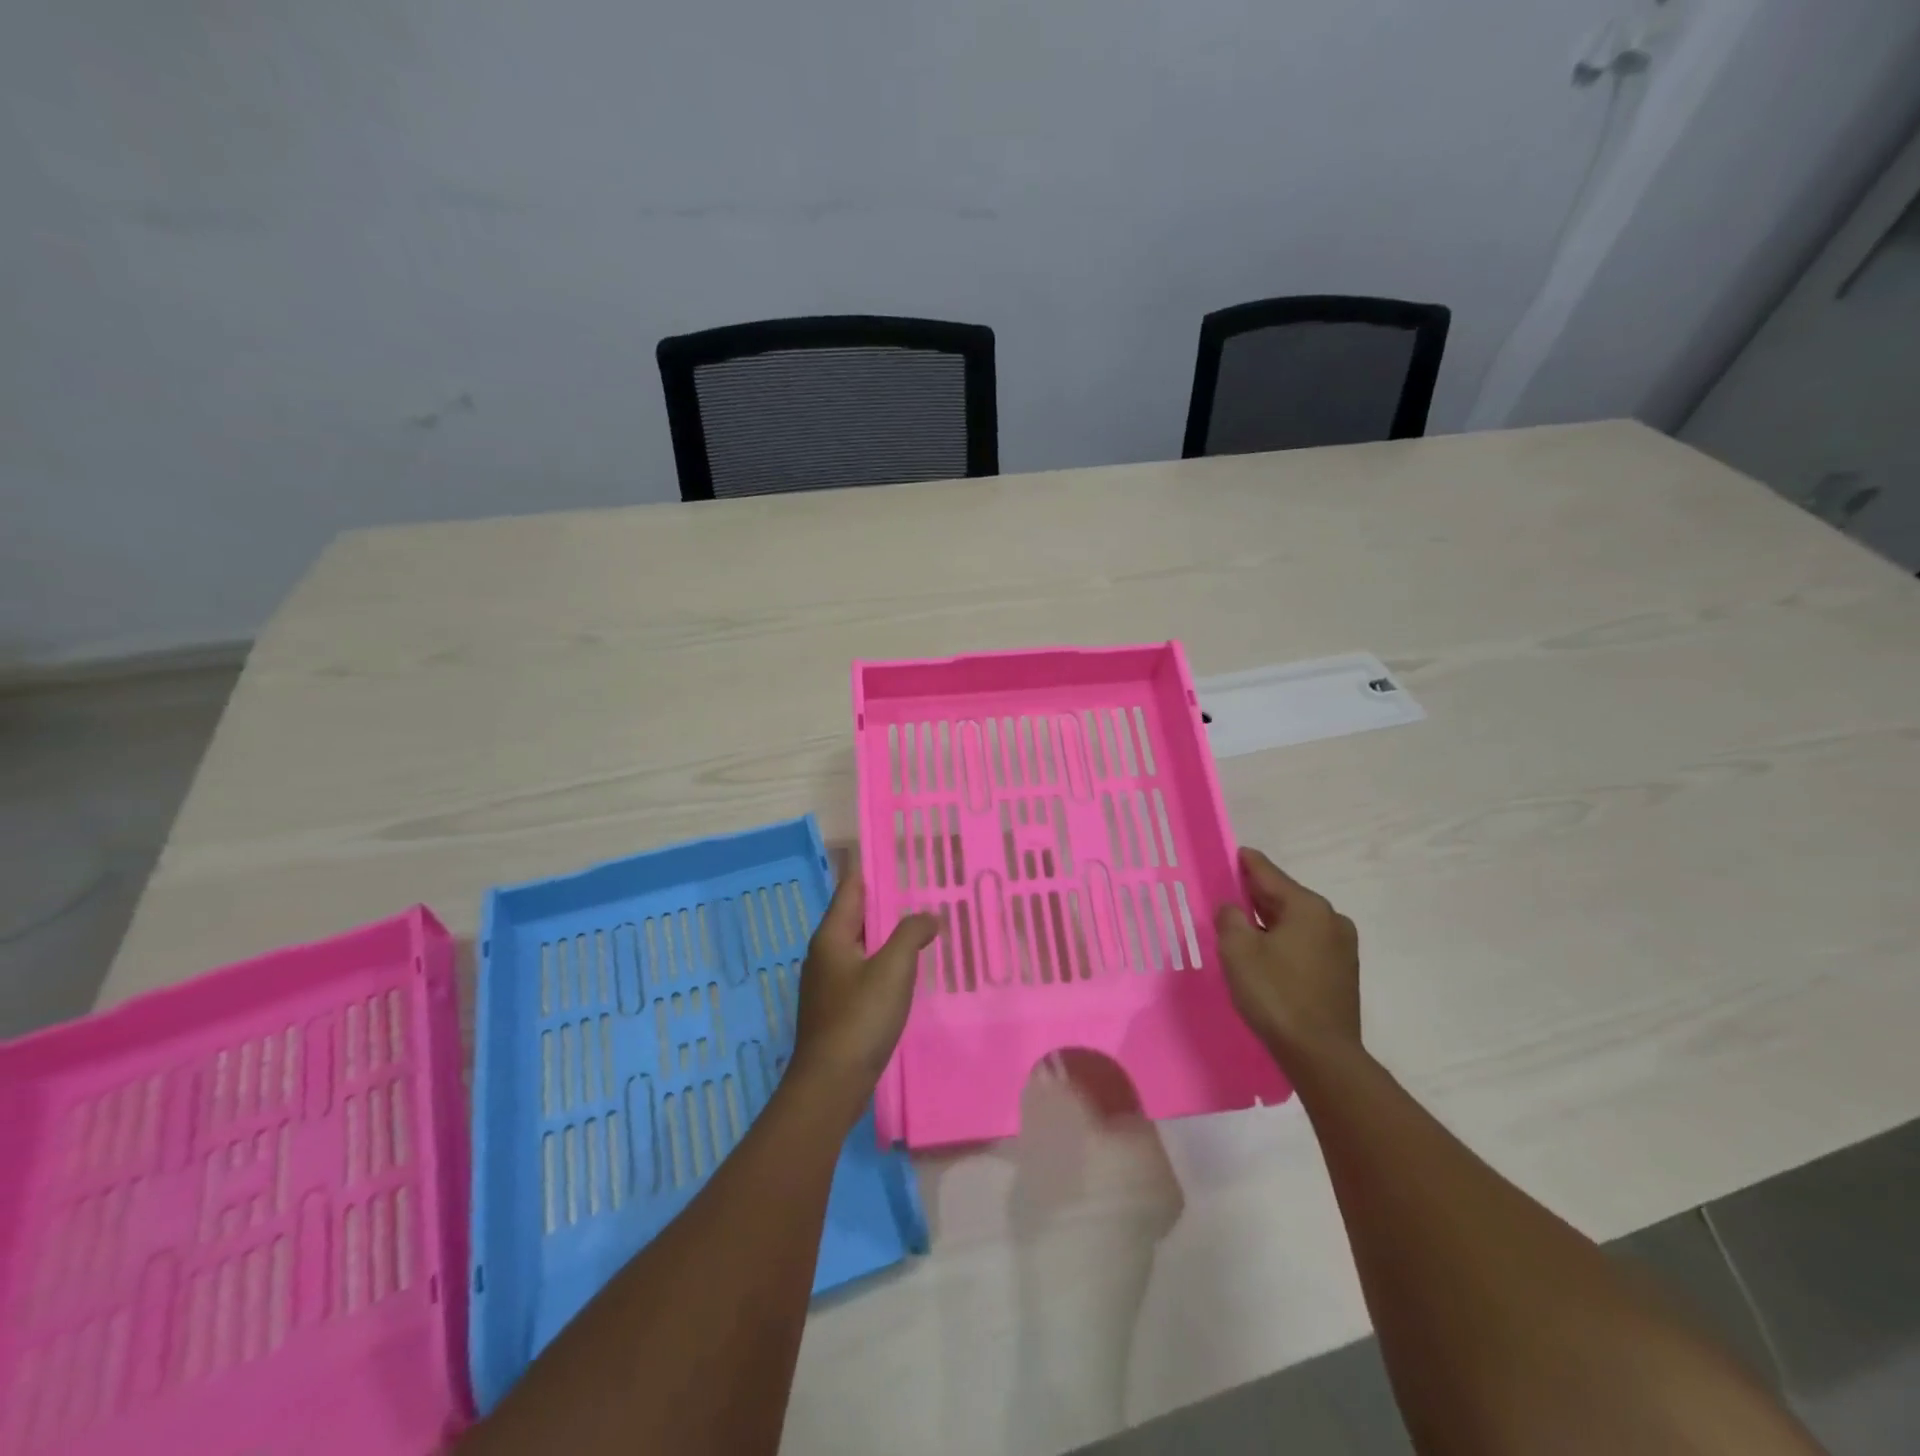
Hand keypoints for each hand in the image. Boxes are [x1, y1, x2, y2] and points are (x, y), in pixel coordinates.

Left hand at [789, 867, 938, 1110]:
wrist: (830, 1084)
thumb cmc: (859, 1018)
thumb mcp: (892, 969)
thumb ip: (911, 934)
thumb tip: (928, 916)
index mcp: (832, 936)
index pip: (851, 887)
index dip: (872, 868)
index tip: (897, 853)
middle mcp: (825, 953)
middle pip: (856, 915)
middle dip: (886, 901)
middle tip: (922, 887)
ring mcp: (829, 982)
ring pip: (862, 944)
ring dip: (888, 933)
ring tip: (921, 924)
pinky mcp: (838, 1007)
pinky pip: (864, 970)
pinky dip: (885, 961)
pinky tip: (908, 969)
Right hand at [1215, 849, 1360, 1057]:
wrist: (1321, 1055)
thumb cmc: (1276, 994)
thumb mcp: (1238, 951)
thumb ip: (1230, 919)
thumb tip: (1233, 908)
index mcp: (1307, 907)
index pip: (1268, 874)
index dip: (1247, 863)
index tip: (1234, 853)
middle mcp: (1331, 919)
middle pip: (1285, 897)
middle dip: (1256, 895)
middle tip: (1229, 894)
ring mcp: (1342, 947)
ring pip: (1297, 922)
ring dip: (1271, 922)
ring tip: (1243, 927)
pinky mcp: (1343, 973)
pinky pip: (1307, 944)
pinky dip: (1285, 941)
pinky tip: (1268, 955)